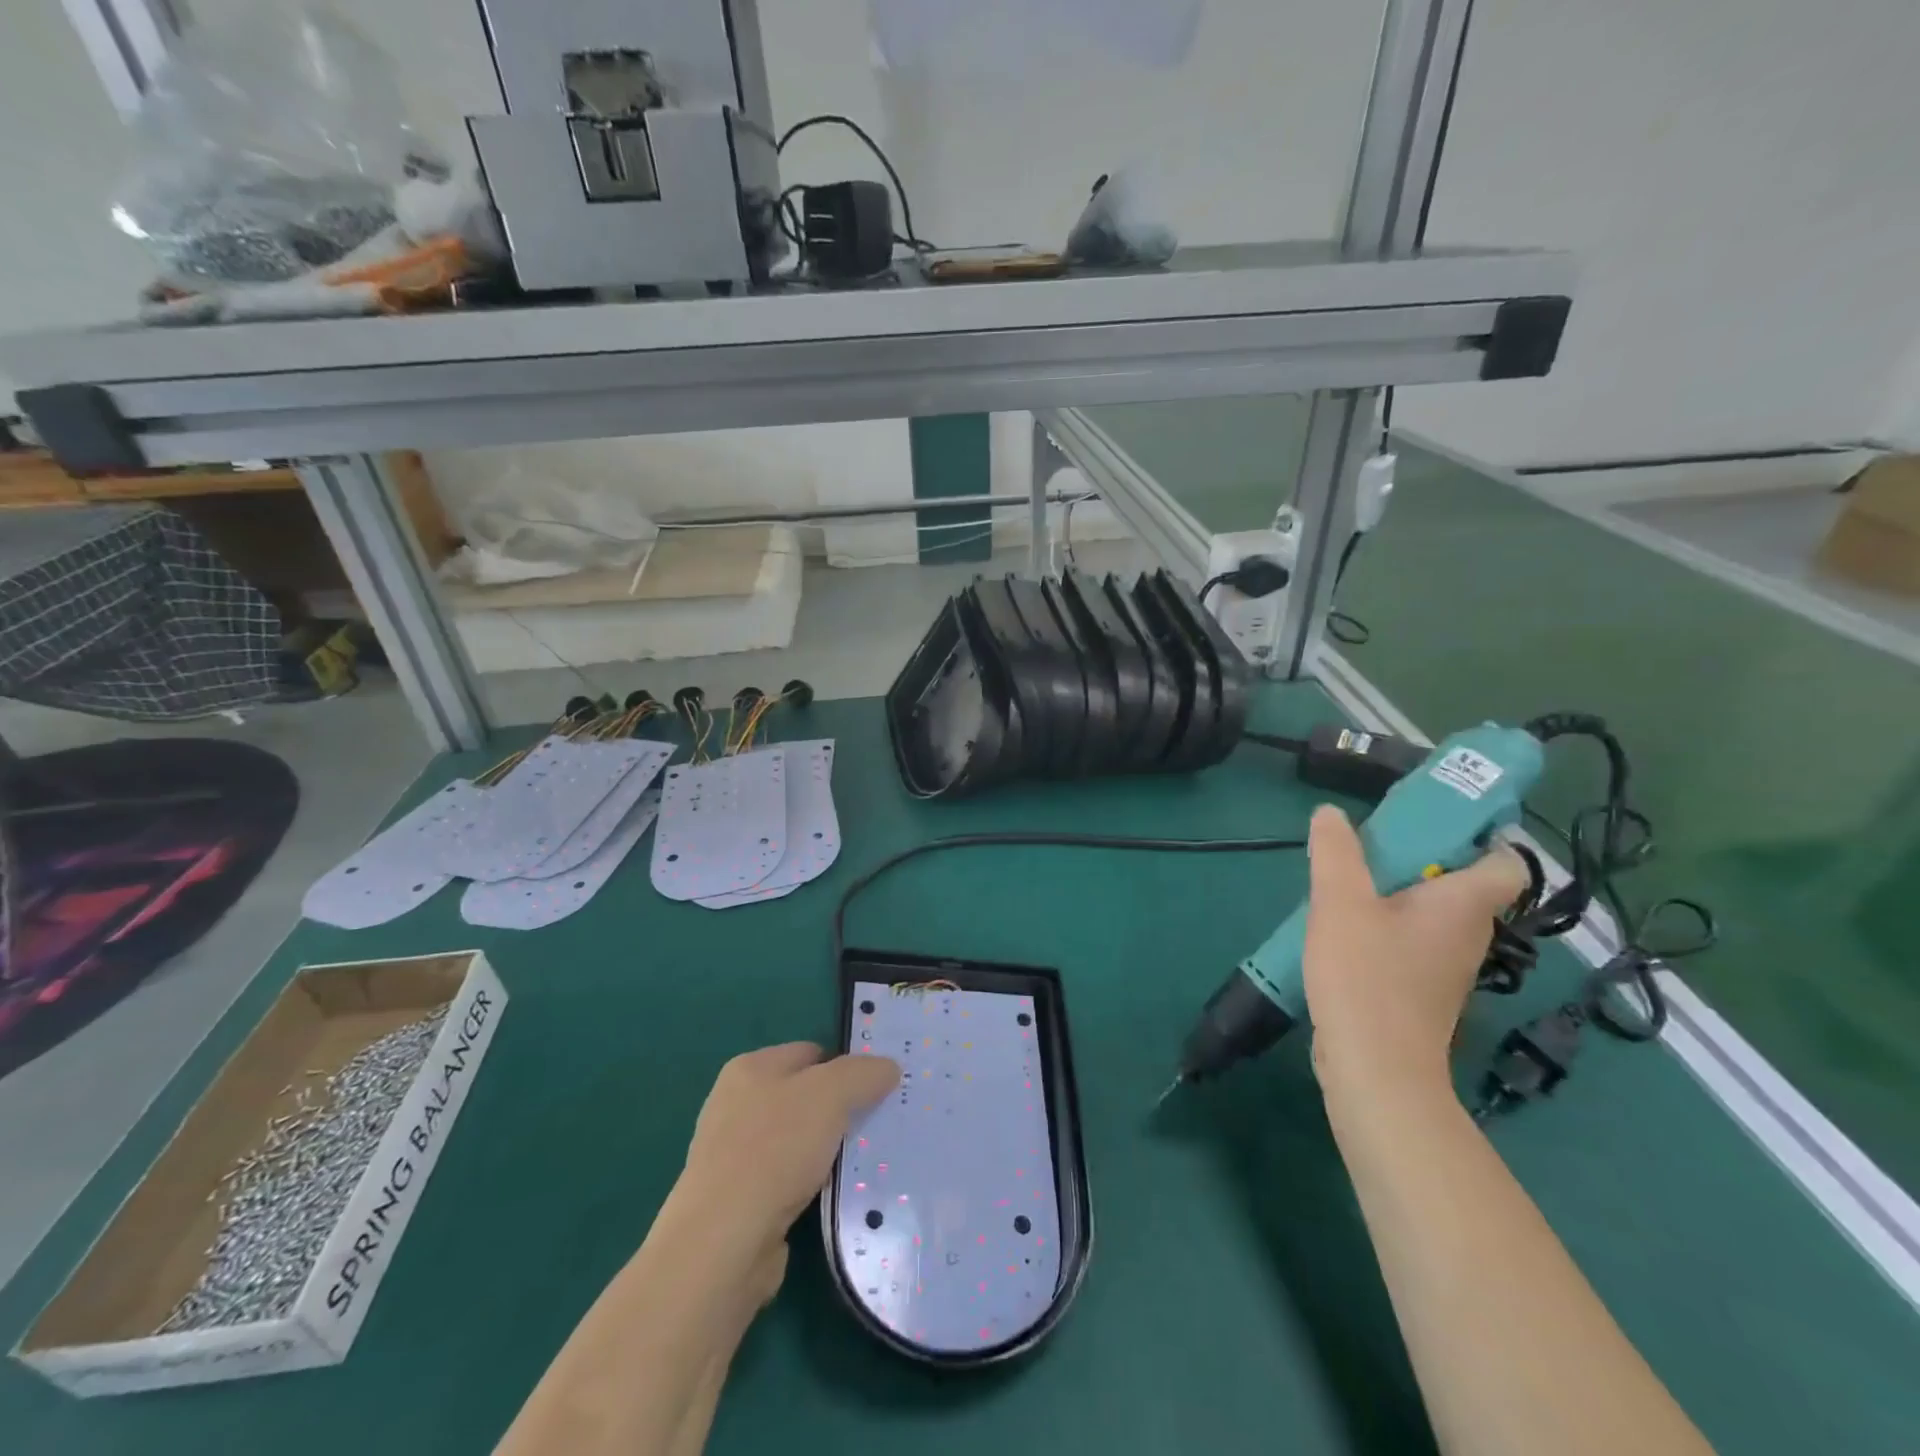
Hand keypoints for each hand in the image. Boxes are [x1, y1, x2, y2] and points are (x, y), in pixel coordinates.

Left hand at [670, 1043, 899, 1299]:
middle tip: (878, 1125)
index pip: (811, 1052)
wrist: (723, 1244)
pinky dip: (810, 1185)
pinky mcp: (736, 1200)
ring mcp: (732, 1154)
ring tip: (862, 1164)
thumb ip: (863, 1073)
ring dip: (827, 1151)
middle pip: (804, 1096)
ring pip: (797, 1140)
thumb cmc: (775, 1150)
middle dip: (839, 1110)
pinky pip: (787, 1179)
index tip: (880, 1089)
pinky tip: (832, 1196)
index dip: (847, 1066)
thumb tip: (887, 1067)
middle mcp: (735, 1104)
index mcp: (750, 1067)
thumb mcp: (830, 1094)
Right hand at [1303, 805, 1527, 1099]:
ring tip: (1346, 885)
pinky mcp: (1421, 992)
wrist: (1375, 1069)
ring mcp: (1446, 968)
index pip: (1505, 862)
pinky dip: (1386, 928)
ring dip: (1396, 895)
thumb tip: (1330, 813)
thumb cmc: (1367, 978)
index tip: (1427, 824)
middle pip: (1460, 884)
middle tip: (1368, 847)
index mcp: (1464, 906)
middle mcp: (1468, 935)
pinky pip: (1412, 942)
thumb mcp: (1340, 902)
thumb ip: (1336, 853)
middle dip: (1418, 860)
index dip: (1479, 837)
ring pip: (1432, 914)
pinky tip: (1344, 930)